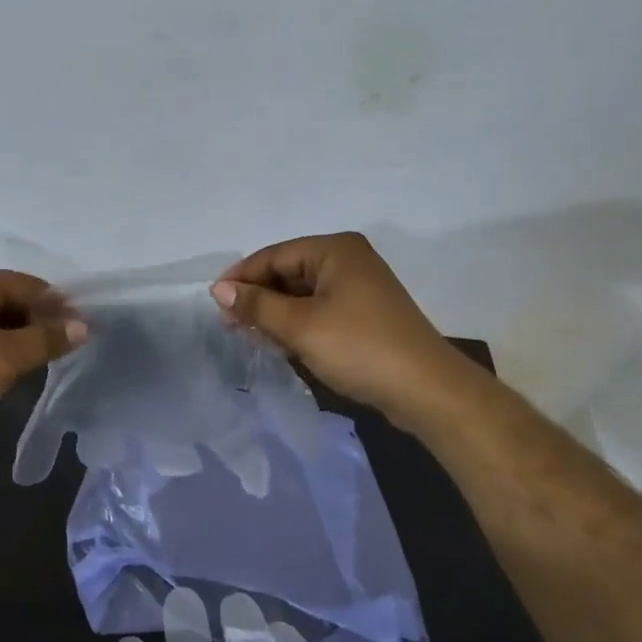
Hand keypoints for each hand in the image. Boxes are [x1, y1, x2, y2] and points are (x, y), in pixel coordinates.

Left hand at [0, 269, 85, 440]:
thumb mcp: (8, 356)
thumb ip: (46, 339)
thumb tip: (81, 326)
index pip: (28, 284)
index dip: (57, 304)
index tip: (81, 329)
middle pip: (10, 301)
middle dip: (37, 323)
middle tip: (63, 349)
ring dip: (18, 340)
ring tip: (39, 363)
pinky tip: (7, 373)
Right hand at [211, 232, 475, 422]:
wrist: (426, 390)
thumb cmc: (359, 348)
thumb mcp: (300, 326)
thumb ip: (257, 305)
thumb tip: (219, 289)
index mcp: (335, 250)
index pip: (274, 255)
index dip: (242, 277)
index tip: (215, 303)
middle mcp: (348, 260)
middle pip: (288, 273)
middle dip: (258, 298)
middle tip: (230, 325)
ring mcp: (359, 288)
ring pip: (302, 294)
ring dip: (276, 314)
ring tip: (251, 337)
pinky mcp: (365, 315)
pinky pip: (319, 310)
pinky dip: (298, 324)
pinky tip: (280, 344)